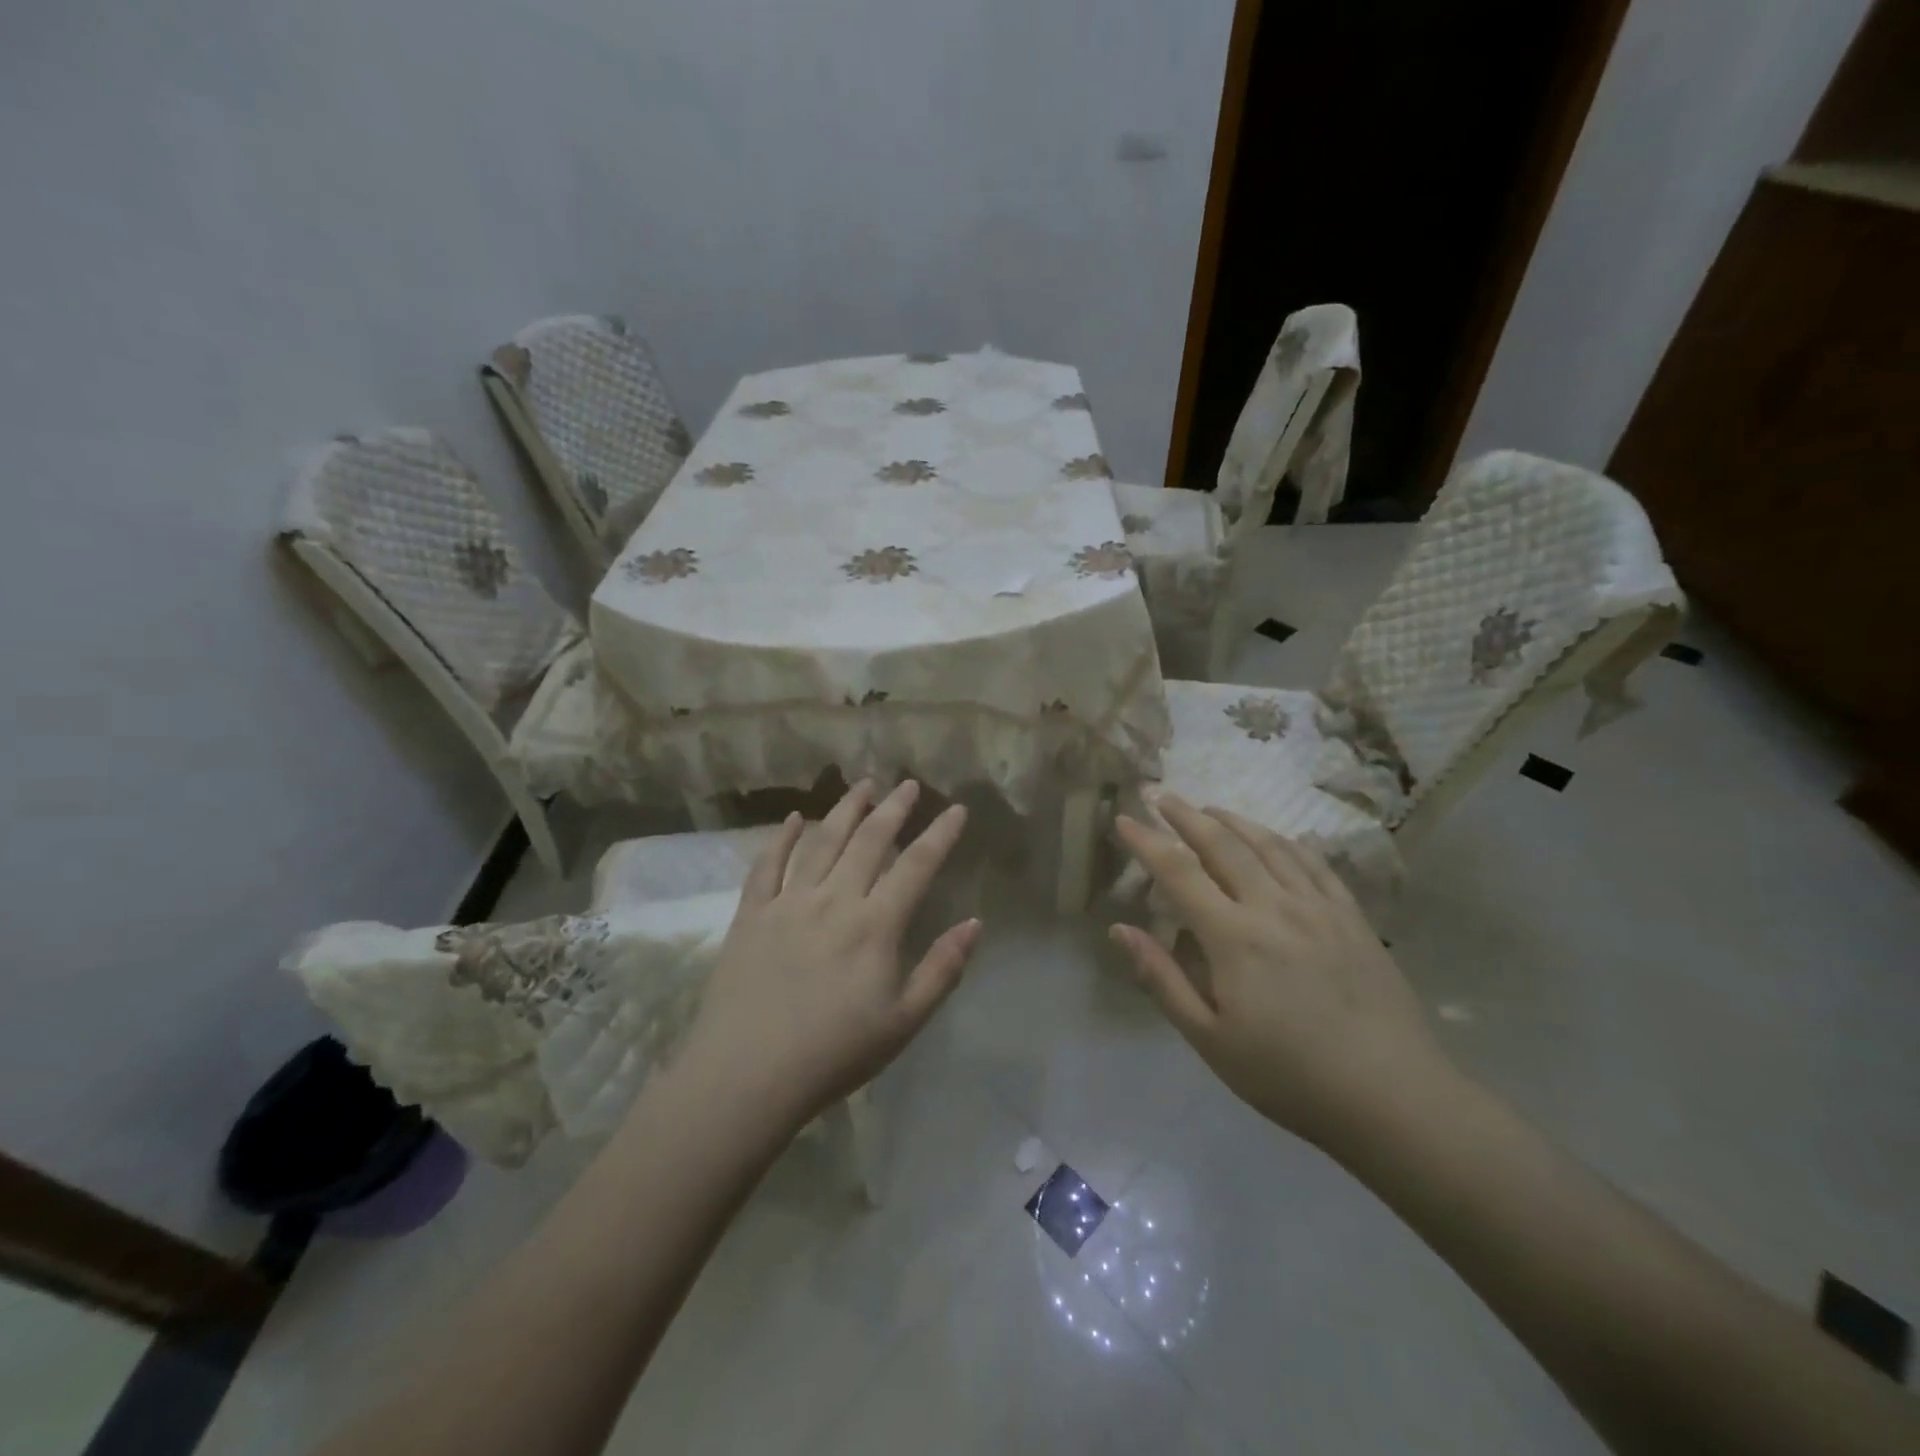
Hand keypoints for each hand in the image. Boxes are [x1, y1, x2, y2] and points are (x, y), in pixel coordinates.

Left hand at [678, 781, 979, 1129]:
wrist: (746, 1075)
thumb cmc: (834, 1054)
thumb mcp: (904, 1022)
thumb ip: (942, 969)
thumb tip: (975, 924)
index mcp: (875, 925)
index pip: (916, 866)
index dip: (940, 834)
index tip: (957, 808)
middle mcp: (834, 900)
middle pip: (869, 841)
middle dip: (894, 808)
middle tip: (909, 784)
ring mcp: (789, 902)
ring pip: (822, 842)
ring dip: (846, 810)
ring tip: (863, 785)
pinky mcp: (751, 914)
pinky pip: (768, 865)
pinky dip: (782, 838)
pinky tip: (794, 818)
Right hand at [1111, 795, 1454, 1153]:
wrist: (1392, 1098)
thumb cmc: (1288, 1076)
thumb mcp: (1209, 1039)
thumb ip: (1162, 979)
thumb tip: (1120, 929)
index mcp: (1234, 936)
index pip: (1178, 872)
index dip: (1146, 841)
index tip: (1122, 819)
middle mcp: (1274, 906)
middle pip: (1222, 843)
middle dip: (1185, 814)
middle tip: (1159, 793)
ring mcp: (1318, 907)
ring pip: (1268, 844)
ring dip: (1232, 819)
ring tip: (1207, 807)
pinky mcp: (1352, 916)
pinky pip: (1313, 862)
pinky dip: (1285, 841)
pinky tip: (1275, 836)